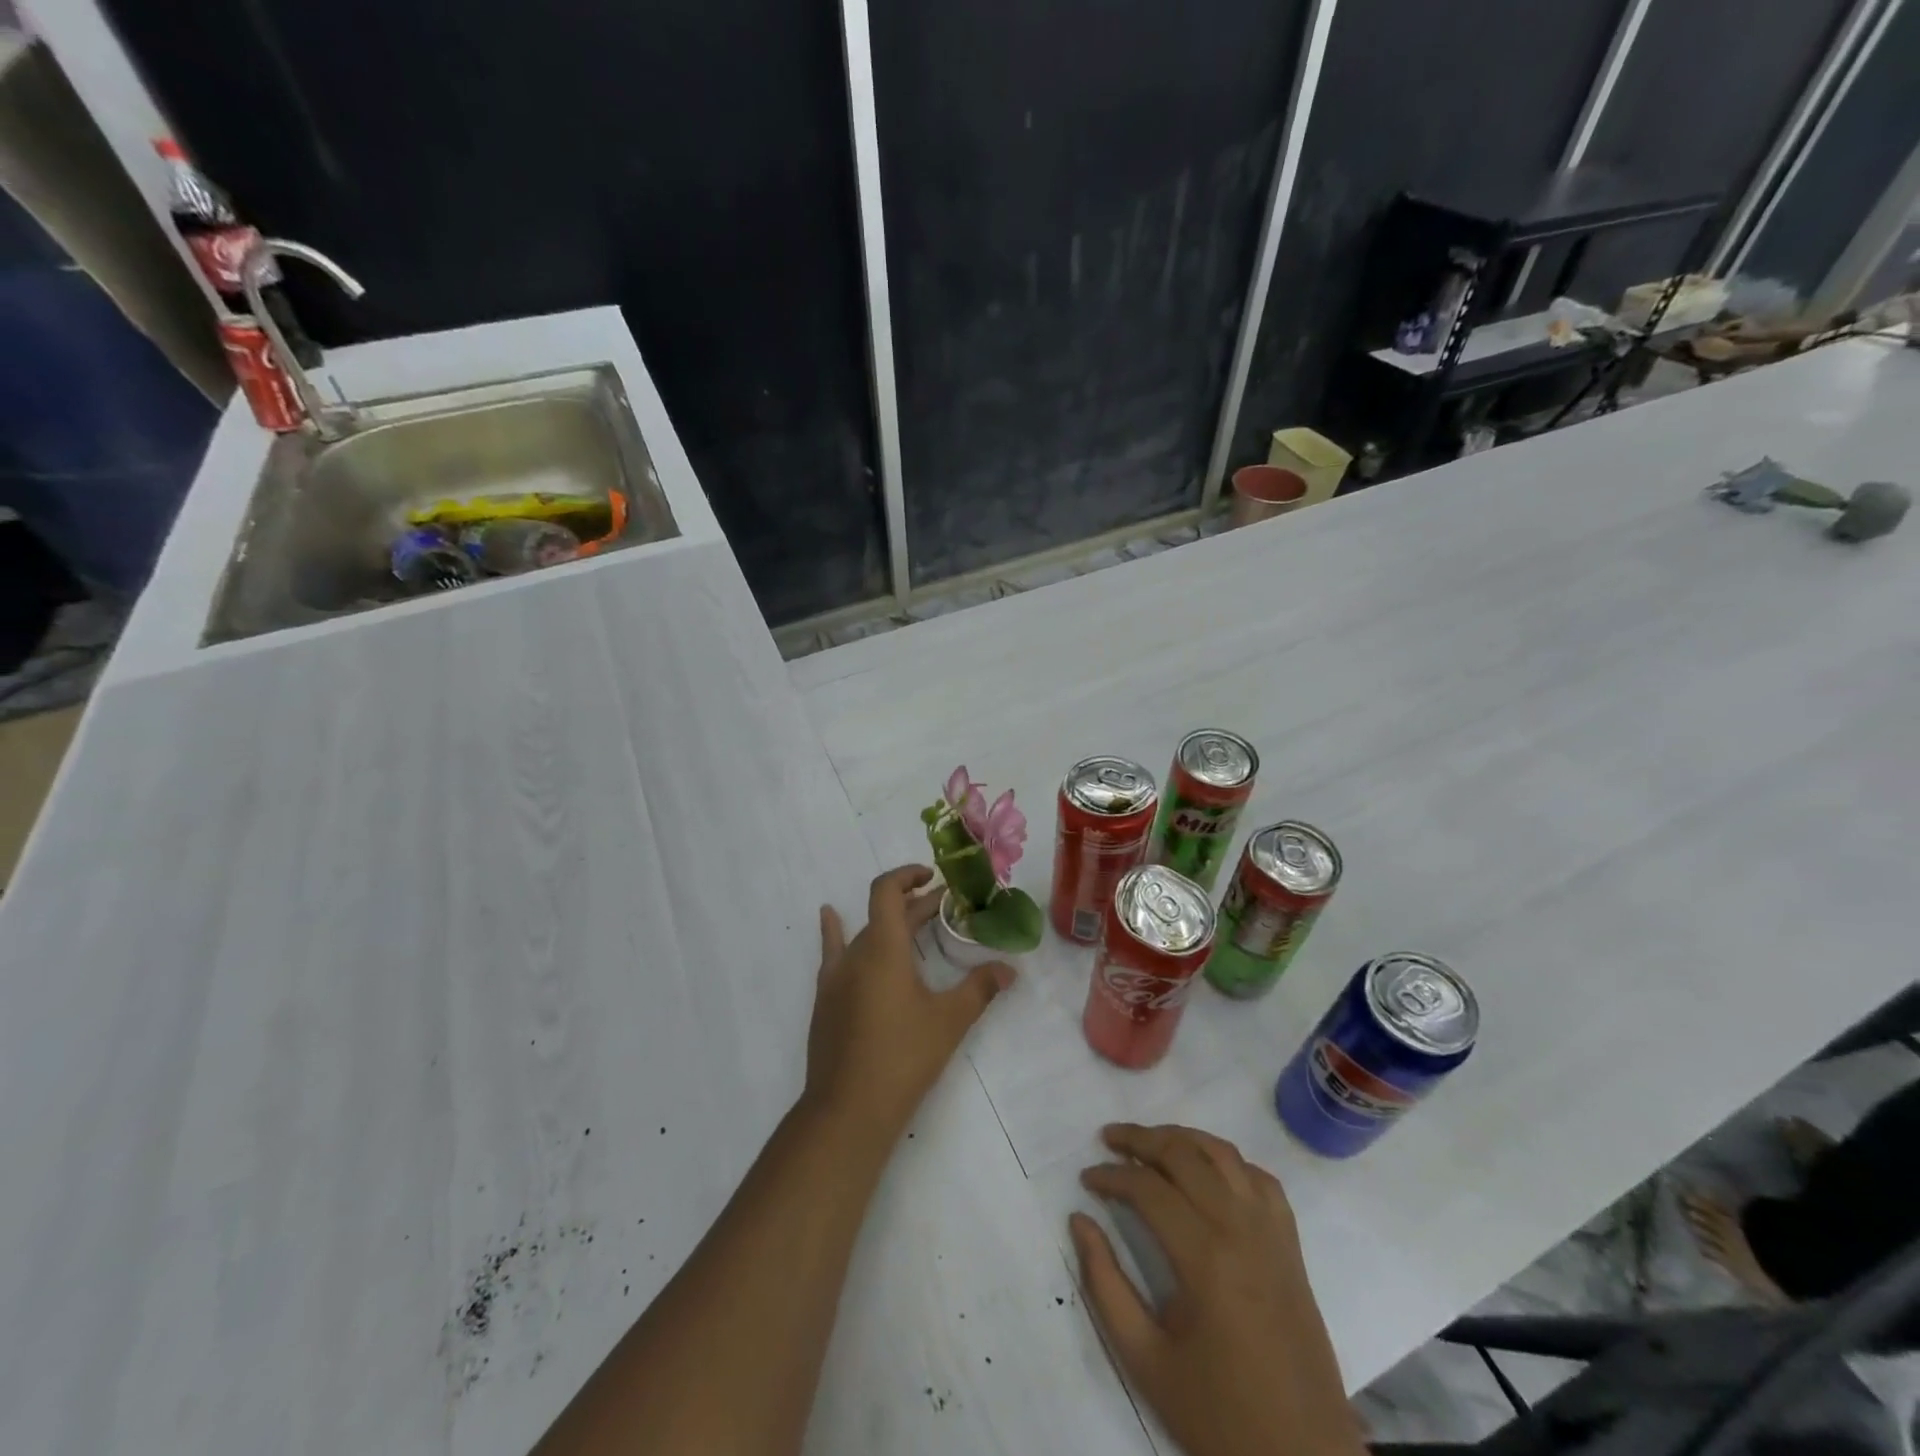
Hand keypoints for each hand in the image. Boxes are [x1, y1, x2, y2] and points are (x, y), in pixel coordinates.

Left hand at [804, 865, 1014, 1140]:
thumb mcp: (949, 1021)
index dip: (908, 875)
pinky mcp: (826, 999)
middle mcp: (854, 953)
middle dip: (916, 906)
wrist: (847, 1110)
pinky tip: (828, 916)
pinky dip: (835, 931)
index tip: (933, 877)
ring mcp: (835, 977)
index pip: (887, 890)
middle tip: (947, 909)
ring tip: (914, 923)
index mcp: (883, 948)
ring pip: (864, 934)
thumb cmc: (903, 1058)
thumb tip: (1011, 969)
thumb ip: (980, 989)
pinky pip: (834, 954)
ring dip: (889, 924)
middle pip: (883, 913)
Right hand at [1071, 1125, 1363, 1455]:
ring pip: (1222, 1153)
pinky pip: (1258, 1178)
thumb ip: (1105, 1285)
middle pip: (1184, 1154)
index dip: (1111, 1176)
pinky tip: (1206, 1172)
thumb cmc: (1219, 1415)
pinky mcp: (1291, 1245)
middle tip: (1108, 1139)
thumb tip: (1079, 1221)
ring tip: (1149, 1143)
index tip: (1086, 1180)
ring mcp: (1272, 1232)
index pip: (1148, 1189)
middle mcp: (1241, 1229)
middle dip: (1140, 1139)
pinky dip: (1227, 1161)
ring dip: (1182, 1138)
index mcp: (1206, 1259)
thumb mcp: (1146, 1361)